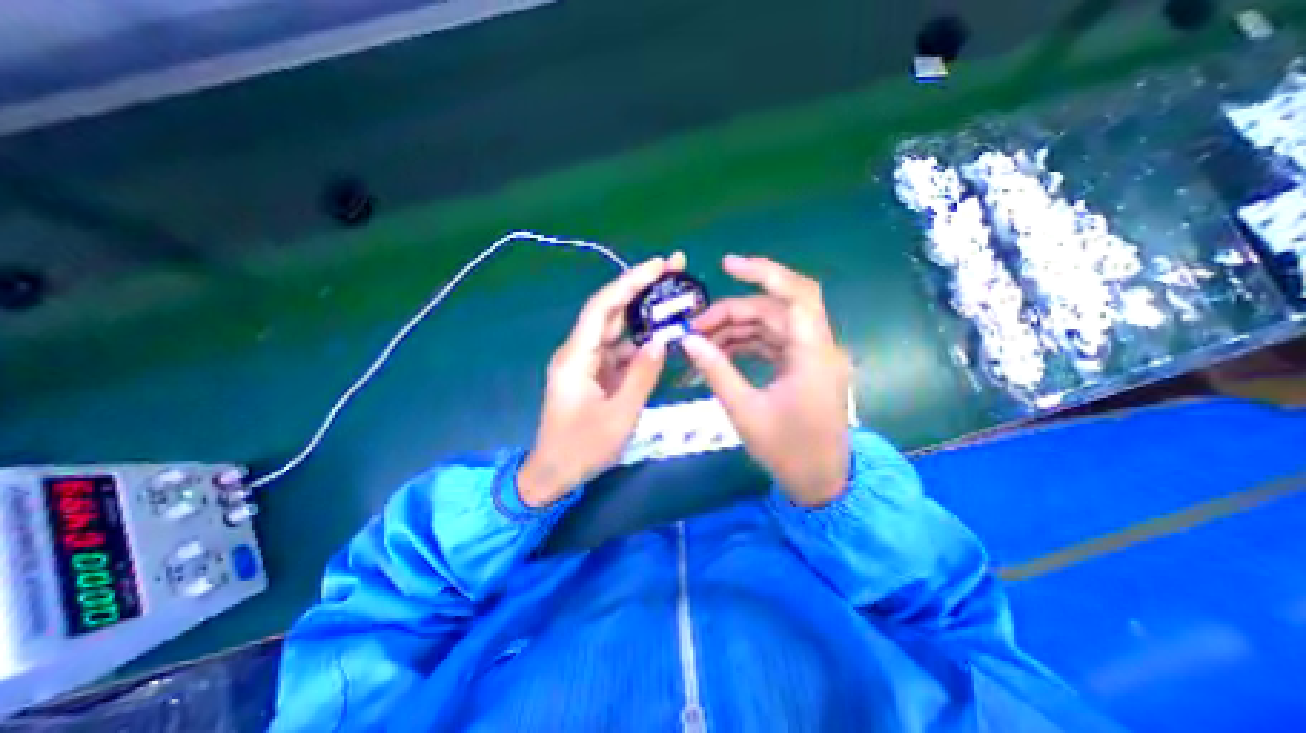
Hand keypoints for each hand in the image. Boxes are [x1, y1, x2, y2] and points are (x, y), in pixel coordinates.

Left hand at [518, 251, 687, 502]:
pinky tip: (662, 333)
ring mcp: (588, 363)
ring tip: (674, 296)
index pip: (602, 308)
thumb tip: (662, 341)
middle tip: (674, 269)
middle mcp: (579, 352)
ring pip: (617, 329)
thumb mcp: (619, 416)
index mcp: (575, 357)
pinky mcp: (596, 374)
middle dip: (641, 288)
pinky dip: (641, 341)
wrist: (554, 474)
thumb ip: (641, 376)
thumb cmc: (582, 449)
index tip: (658, 265)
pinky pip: (620, 350)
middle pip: (610, 311)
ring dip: (644, 313)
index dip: (629, 282)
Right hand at [678, 254, 853, 504]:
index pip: (796, 294)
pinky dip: (745, 344)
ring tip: (700, 343)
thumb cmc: (787, 451)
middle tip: (694, 328)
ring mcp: (810, 356)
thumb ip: (716, 370)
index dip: (763, 272)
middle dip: (731, 314)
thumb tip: (687, 341)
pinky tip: (719, 353)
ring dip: (735, 330)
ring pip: (770, 326)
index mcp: (812, 353)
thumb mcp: (745, 410)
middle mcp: (816, 346)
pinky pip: (771, 343)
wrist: (820, 481)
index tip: (726, 265)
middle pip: (773, 310)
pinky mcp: (801, 367)